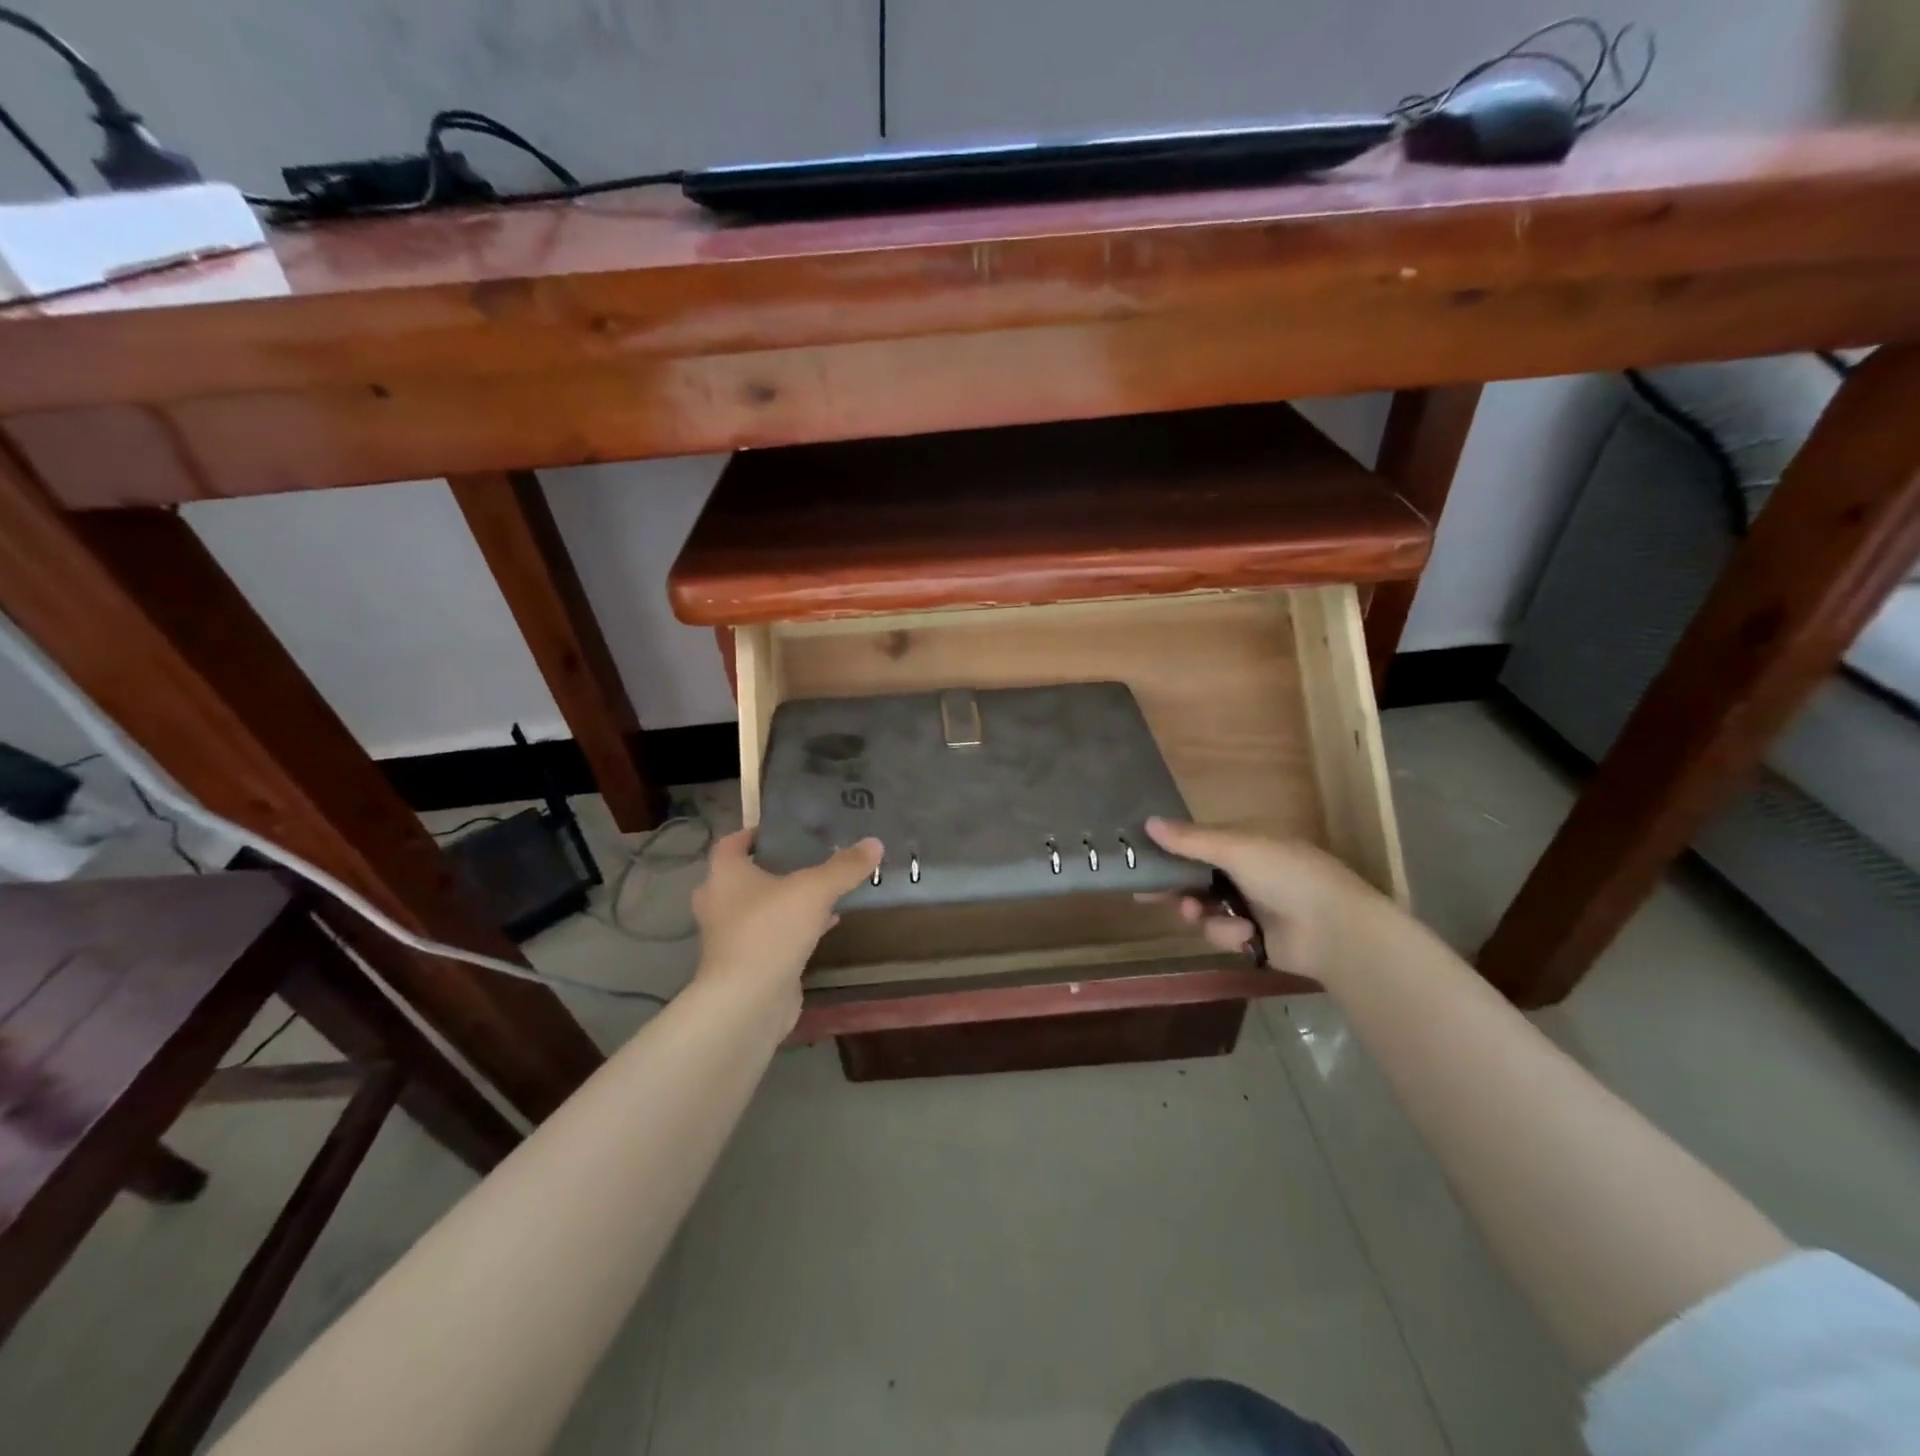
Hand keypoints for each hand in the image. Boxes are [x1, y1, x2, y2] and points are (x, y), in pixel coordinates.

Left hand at [689, 829, 883, 1011]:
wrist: (748, 1001)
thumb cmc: (771, 930)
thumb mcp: (815, 890)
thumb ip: (844, 866)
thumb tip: (875, 842)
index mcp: (725, 875)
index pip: (732, 842)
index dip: (755, 833)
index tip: (785, 829)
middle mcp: (720, 902)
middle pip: (746, 876)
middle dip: (774, 867)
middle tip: (807, 858)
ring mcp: (731, 936)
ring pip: (761, 908)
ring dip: (787, 900)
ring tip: (823, 888)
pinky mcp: (747, 964)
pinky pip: (772, 935)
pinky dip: (795, 927)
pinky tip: (828, 923)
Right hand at [1144, 818, 1386, 983]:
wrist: (1334, 930)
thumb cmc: (1285, 874)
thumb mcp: (1235, 848)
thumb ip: (1189, 839)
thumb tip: (1147, 822)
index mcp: (1245, 842)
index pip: (1197, 842)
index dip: (1169, 850)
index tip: (1141, 859)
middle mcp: (1245, 872)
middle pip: (1195, 878)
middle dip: (1176, 888)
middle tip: (1146, 896)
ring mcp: (1249, 906)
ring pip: (1203, 908)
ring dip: (1199, 912)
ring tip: (1199, 914)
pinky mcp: (1252, 938)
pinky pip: (1221, 933)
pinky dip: (1228, 933)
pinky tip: (1245, 934)